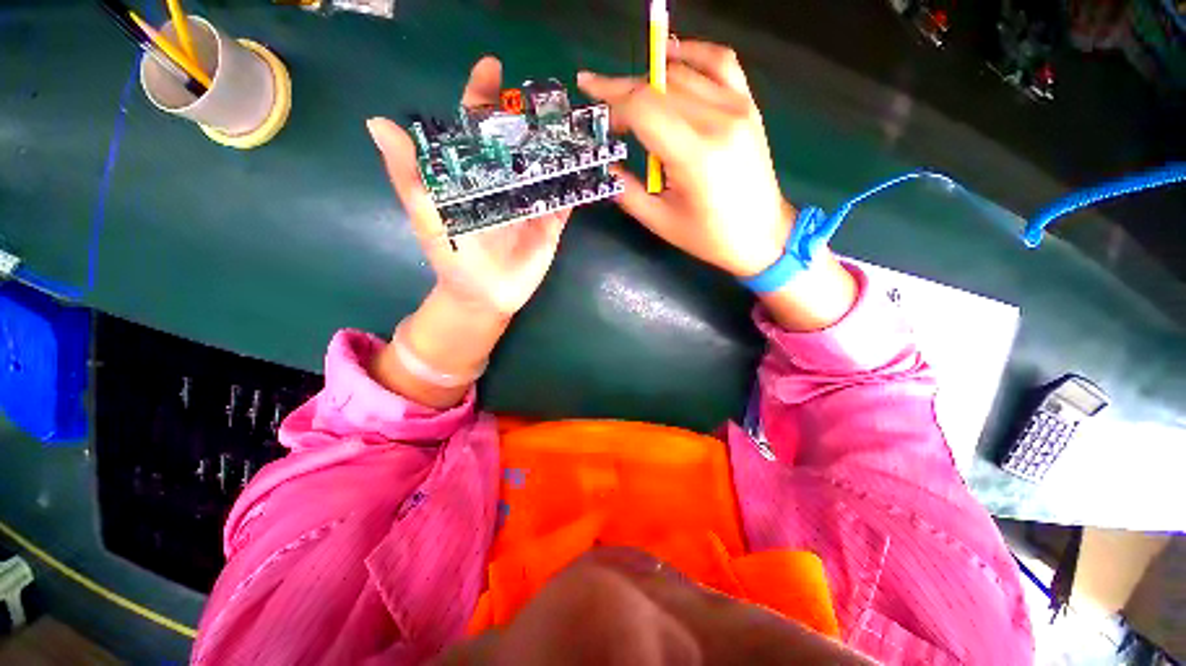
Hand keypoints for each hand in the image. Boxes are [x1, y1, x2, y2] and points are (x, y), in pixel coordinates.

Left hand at [368, 56, 569, 316]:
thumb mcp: (426, 215)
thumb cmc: (453, 257)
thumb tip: (377, 122)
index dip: (482, 96)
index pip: (477, 128)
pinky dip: (578, 181)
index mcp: (474, 173)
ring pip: (547, 164)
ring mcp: (531, 200)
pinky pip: (566, 197)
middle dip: (531, 114)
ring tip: (576, 117)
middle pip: (519, 139)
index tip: (491, 67)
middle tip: (549, 91)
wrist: (484, 296)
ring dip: (560, 142)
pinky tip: (591, 161)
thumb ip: (409, 174)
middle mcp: (505, 180)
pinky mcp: (552, 221)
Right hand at [579, 40, 857, 330]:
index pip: (643, 107)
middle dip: (625, 93)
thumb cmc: (709, 237)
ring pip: (683, 73)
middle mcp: (717, 121)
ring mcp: (737, 107)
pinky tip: (672, 57)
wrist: (762, 235)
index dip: (611, 97)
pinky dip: (693, 53)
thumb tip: (607, 165)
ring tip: (632, 100)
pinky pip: (720, 62)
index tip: (590, 95)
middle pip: (659, 86)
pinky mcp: (748, 105)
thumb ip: (627, 191)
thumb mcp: (660, 222)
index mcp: (694, 155)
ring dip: (650, 81)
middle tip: (608, 112)